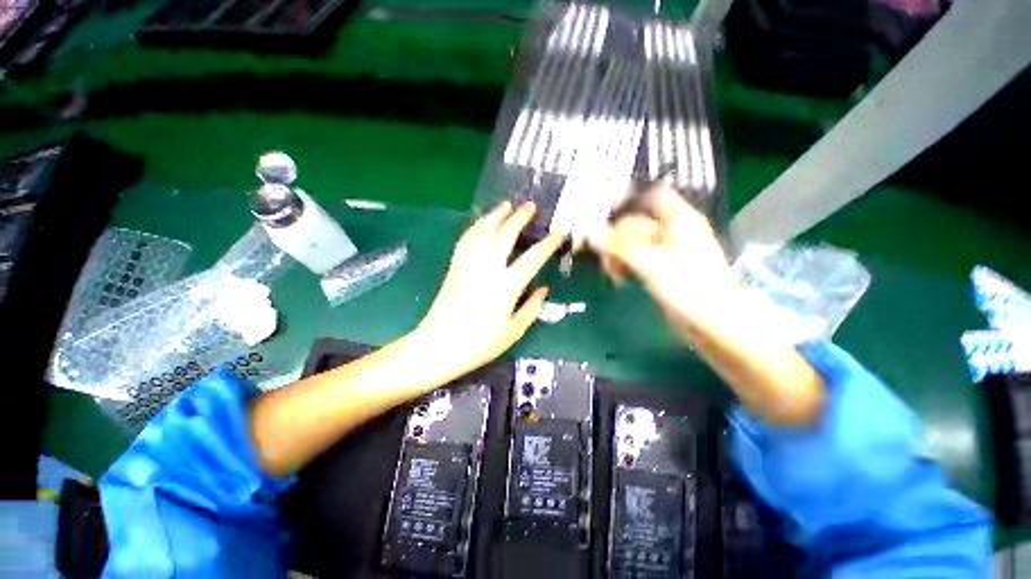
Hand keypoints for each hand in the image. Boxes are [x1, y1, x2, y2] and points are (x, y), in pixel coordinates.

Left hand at [411, 201, 562, 381]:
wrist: (438, 346)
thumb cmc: (479, 344)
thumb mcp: (513, 331)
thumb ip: (531, 308)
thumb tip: (544, 289)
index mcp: (506, 287)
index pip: (532, 258)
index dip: (547, 244)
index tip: (558, 233)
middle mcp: (487, 269)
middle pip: (505, 235)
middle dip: (519, 217)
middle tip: (529, 206)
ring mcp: (468, 265)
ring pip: (483, 231)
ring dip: (496, 215)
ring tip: (506, 205)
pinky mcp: (454, 267)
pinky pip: (466, 240)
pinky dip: (475, 227)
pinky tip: (481, 223)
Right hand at [590, 182, 739, 334]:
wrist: (715, 324)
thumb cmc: (689, 287)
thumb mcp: (650, 263)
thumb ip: (618, 246)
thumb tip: (588, 233)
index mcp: (678, 220)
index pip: (652, 195)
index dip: (629, 198)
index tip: (602, 211)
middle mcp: (672, 231)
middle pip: (636, 223)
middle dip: (616, 237)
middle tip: (602, 257)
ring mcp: (667, 251)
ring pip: (634, 243)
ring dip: (618, 254)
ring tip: (611, 272)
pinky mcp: (662, 269)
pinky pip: (637, 259)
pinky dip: (626, 265)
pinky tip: (619, 278)